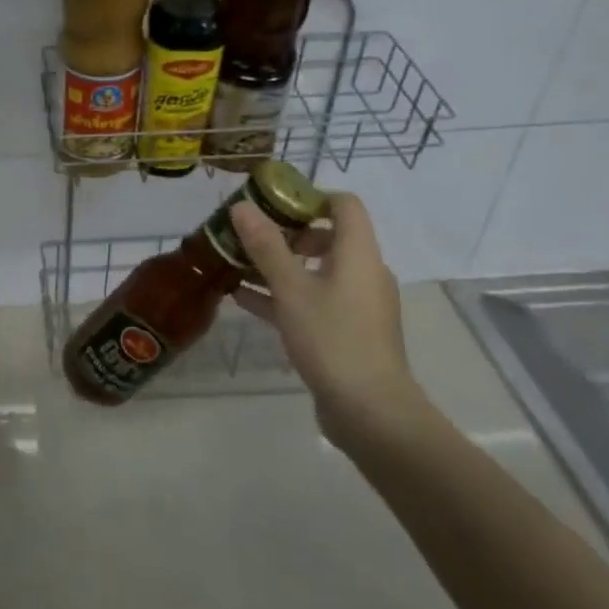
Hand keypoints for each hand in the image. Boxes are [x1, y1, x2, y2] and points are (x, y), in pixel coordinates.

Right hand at [230, 193, 421, 446]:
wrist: (371, 412)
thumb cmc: (332, 338)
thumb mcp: (291, 288)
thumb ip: (266, 245)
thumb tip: (242, 206)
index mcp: (359, 253)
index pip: (344, 205)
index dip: (310, 196)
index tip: (272, 202)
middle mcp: (364, 273)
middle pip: (327, 237)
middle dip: (285, 233)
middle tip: (247, 235)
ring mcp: (357, 305)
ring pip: (316, 271)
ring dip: (279, 265)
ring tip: (238, 264)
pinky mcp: (348, 332)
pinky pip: (313, 300)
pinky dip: (284, 295)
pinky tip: (245, 298)